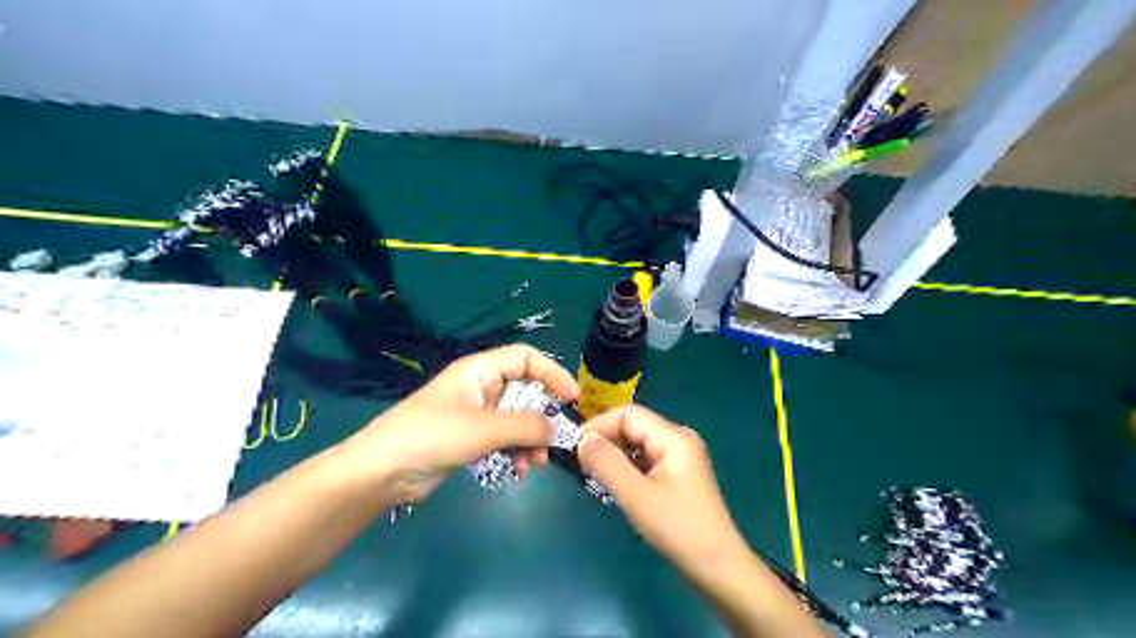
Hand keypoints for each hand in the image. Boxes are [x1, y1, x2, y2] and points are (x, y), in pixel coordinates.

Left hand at [338, 345, 577, 508]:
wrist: (381, 473)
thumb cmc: (430, 437)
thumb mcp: (482, 428)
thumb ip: (524, 426)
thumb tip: (556, 429)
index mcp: (480, 370)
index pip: (526, 358)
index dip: (552, 372)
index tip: (572, 397)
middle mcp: (480, 387)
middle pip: (524, 391)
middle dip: (541, 416)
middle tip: (553, 440)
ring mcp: (475, 414)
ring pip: (516, 419)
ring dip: (530, 438)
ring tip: (533, 463)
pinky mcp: (469, 438)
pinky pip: (503, 438)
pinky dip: (515, 451)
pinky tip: (518, 470)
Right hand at [578, 407, 746, 574]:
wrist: (718, 566)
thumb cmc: (678, 528)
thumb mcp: (637, 496)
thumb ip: (607, 463)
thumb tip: (582, 440)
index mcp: (673, 437)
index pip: (628, 414)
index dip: (599, 425)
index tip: (575, 447)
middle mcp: (678, 439)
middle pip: (633, 426)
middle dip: (605, 440)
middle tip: (581, 463)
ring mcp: (679, 456)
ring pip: (637, 443)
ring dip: (614, 455)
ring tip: (593, 474)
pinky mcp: (677, 474)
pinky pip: (645, 459)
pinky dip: (626, 467)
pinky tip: (615, 484)